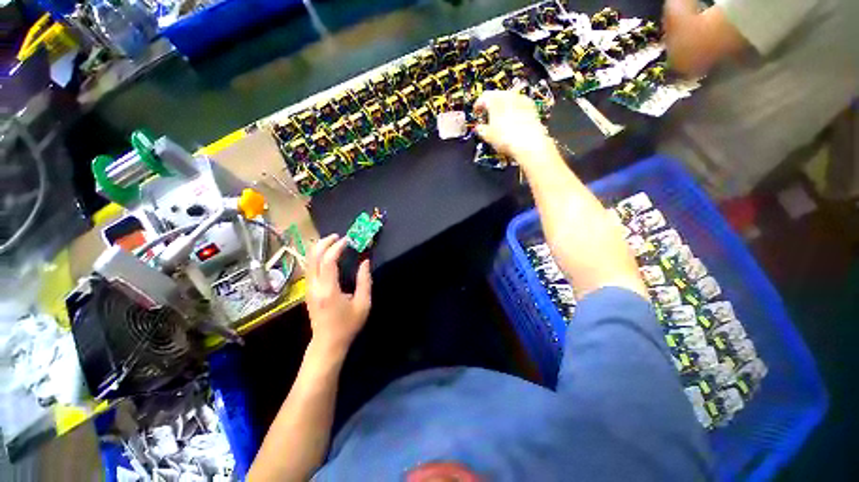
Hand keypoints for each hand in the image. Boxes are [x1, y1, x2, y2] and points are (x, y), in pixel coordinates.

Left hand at [305, 234, 371, 355]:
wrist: (327, 343)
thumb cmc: (348, 325)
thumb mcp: (363, 304)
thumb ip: (365, 281)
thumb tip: (365, 261)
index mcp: (328, 290)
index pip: (328, 261)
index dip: (337, 247)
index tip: (348, 240)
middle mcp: (314, 286)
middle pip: (313, 257)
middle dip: (324, 243)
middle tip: (338, 236)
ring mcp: (308, 288)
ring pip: (308, 261)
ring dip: (320, 248)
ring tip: (334, 242)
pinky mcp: (308, 291)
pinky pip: (309, 267)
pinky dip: (317, 256)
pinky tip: (327, 255)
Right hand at [473, 90, 553, 161]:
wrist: (528, 143)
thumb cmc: (506, 138)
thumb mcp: (488, 136)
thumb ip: (481, 129)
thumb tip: (479, 128)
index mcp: (494, 99)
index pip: (482, 98)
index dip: (477, 106)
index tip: (476, 112)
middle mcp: (508, 95)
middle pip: (496, 96)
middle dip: (491, 105)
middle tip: (487, 116)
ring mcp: (521, 99)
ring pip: (508, 99)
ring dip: (503, 107)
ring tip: (499, 120)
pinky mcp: (531, 107)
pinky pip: (519, 105)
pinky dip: (513, 110)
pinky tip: (512, 121)